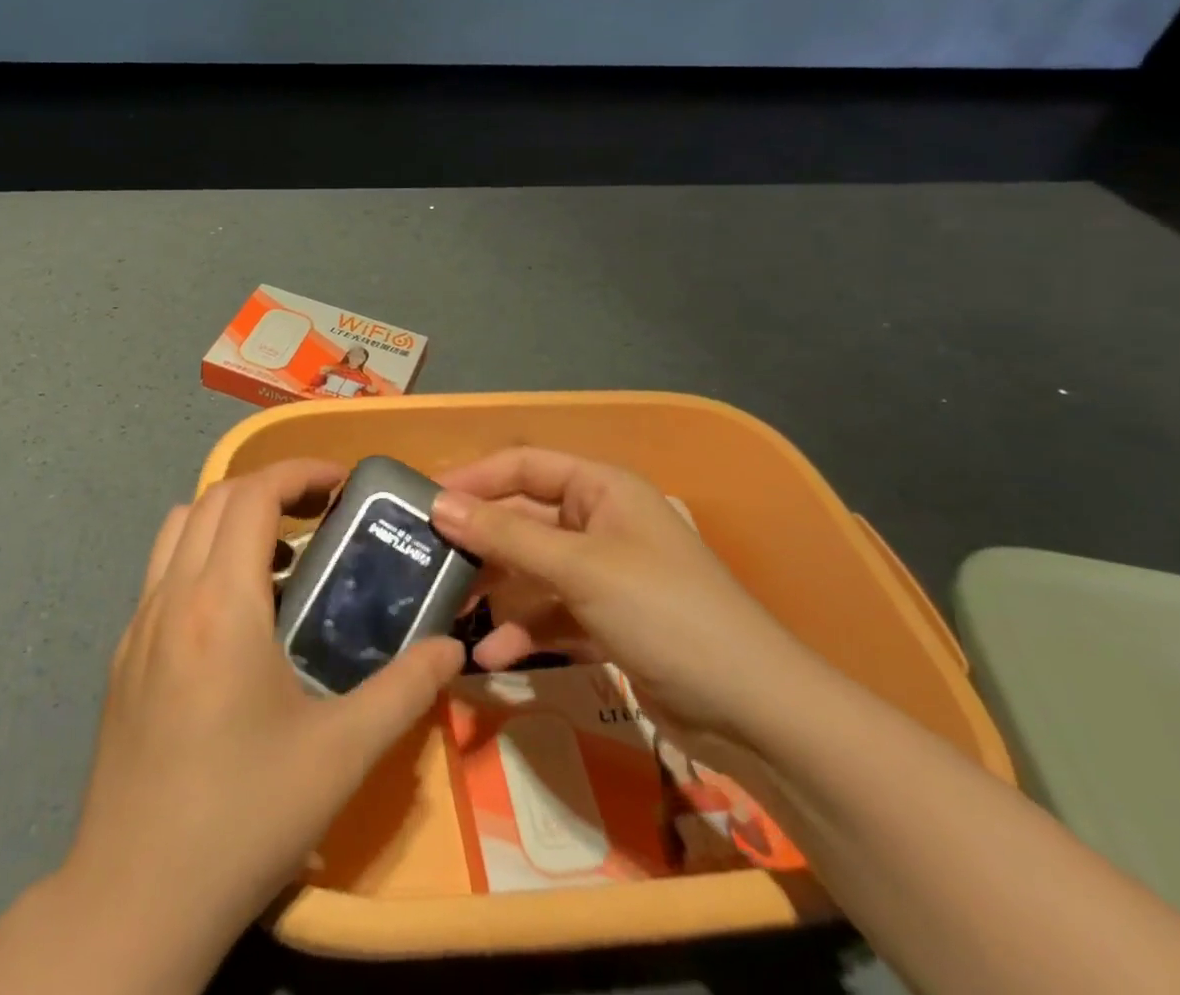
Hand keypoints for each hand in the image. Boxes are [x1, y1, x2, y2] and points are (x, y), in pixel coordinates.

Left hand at [63, 459, 462, 947]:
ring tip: (278, 555)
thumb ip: (404, 690)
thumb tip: (453, 649)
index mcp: (220, 603)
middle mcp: (170, 596)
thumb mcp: (341, 754)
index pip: (251, 495)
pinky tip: (235, 614)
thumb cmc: (244, 815)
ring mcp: (137, 624)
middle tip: (319, 513)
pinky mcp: (122, 655)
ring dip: (227, 516)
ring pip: (178, 528)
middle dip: (268, 488)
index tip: (340, 484)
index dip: (298, 473)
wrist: (136, 897)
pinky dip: (200, 555)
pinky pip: (161, 571)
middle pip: (213, 498)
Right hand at [431, 448, 822, 767]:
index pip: (522, 466)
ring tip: (448, 616)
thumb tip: (438, 505)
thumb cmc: (665, 613)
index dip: (472, 479)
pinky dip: (522, 631)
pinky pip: (549, 613)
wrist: (756, 713)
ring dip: (494, 594)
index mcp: (600, 489)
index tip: (422, 502)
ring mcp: (603, 574)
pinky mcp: (606, 621)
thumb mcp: (579, 569)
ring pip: (530, 570)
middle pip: (522, 520)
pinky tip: (490, 657)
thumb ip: (505, 537)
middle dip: (478, 544)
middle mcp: (599, 522)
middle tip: (425, 563)